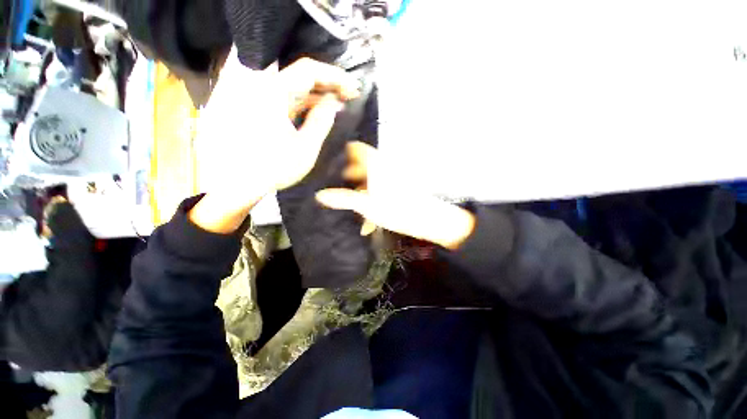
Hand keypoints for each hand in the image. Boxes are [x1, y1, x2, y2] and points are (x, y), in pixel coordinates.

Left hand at [197, 47, 359, 208]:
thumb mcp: (305, 148)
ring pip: (292, 86)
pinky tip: (317, 110)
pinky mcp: (255, 108)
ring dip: (316, 94)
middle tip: (348, 95)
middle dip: (327, 84)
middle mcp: (260, 88)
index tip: (352, 87)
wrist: (236, 185)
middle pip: (299, 75)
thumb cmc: (272, 169)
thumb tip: (333, 103)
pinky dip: (302, 102)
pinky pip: (284, 98)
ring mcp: (255, 97)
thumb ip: (321, 121)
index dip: (334, 76)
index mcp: (271, 94)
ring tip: (337, 104)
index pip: (308, 71)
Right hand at [315, 142, 475, 249]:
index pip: (356, 149)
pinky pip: (380, 191)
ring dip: (359, 192)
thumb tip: (319, 195)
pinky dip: (372, 201)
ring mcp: (392, 178)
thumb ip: (343, 199)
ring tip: (349, 203)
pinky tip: (367, 221)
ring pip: (370, 181)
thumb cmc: (396, 209)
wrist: (426, 219)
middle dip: (348, 176)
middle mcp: (384, 166)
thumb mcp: (367, 205)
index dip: (343, 152)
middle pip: (361, 166)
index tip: (330, 161)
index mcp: (376, 164)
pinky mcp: (397, 189)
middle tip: (334, 185)